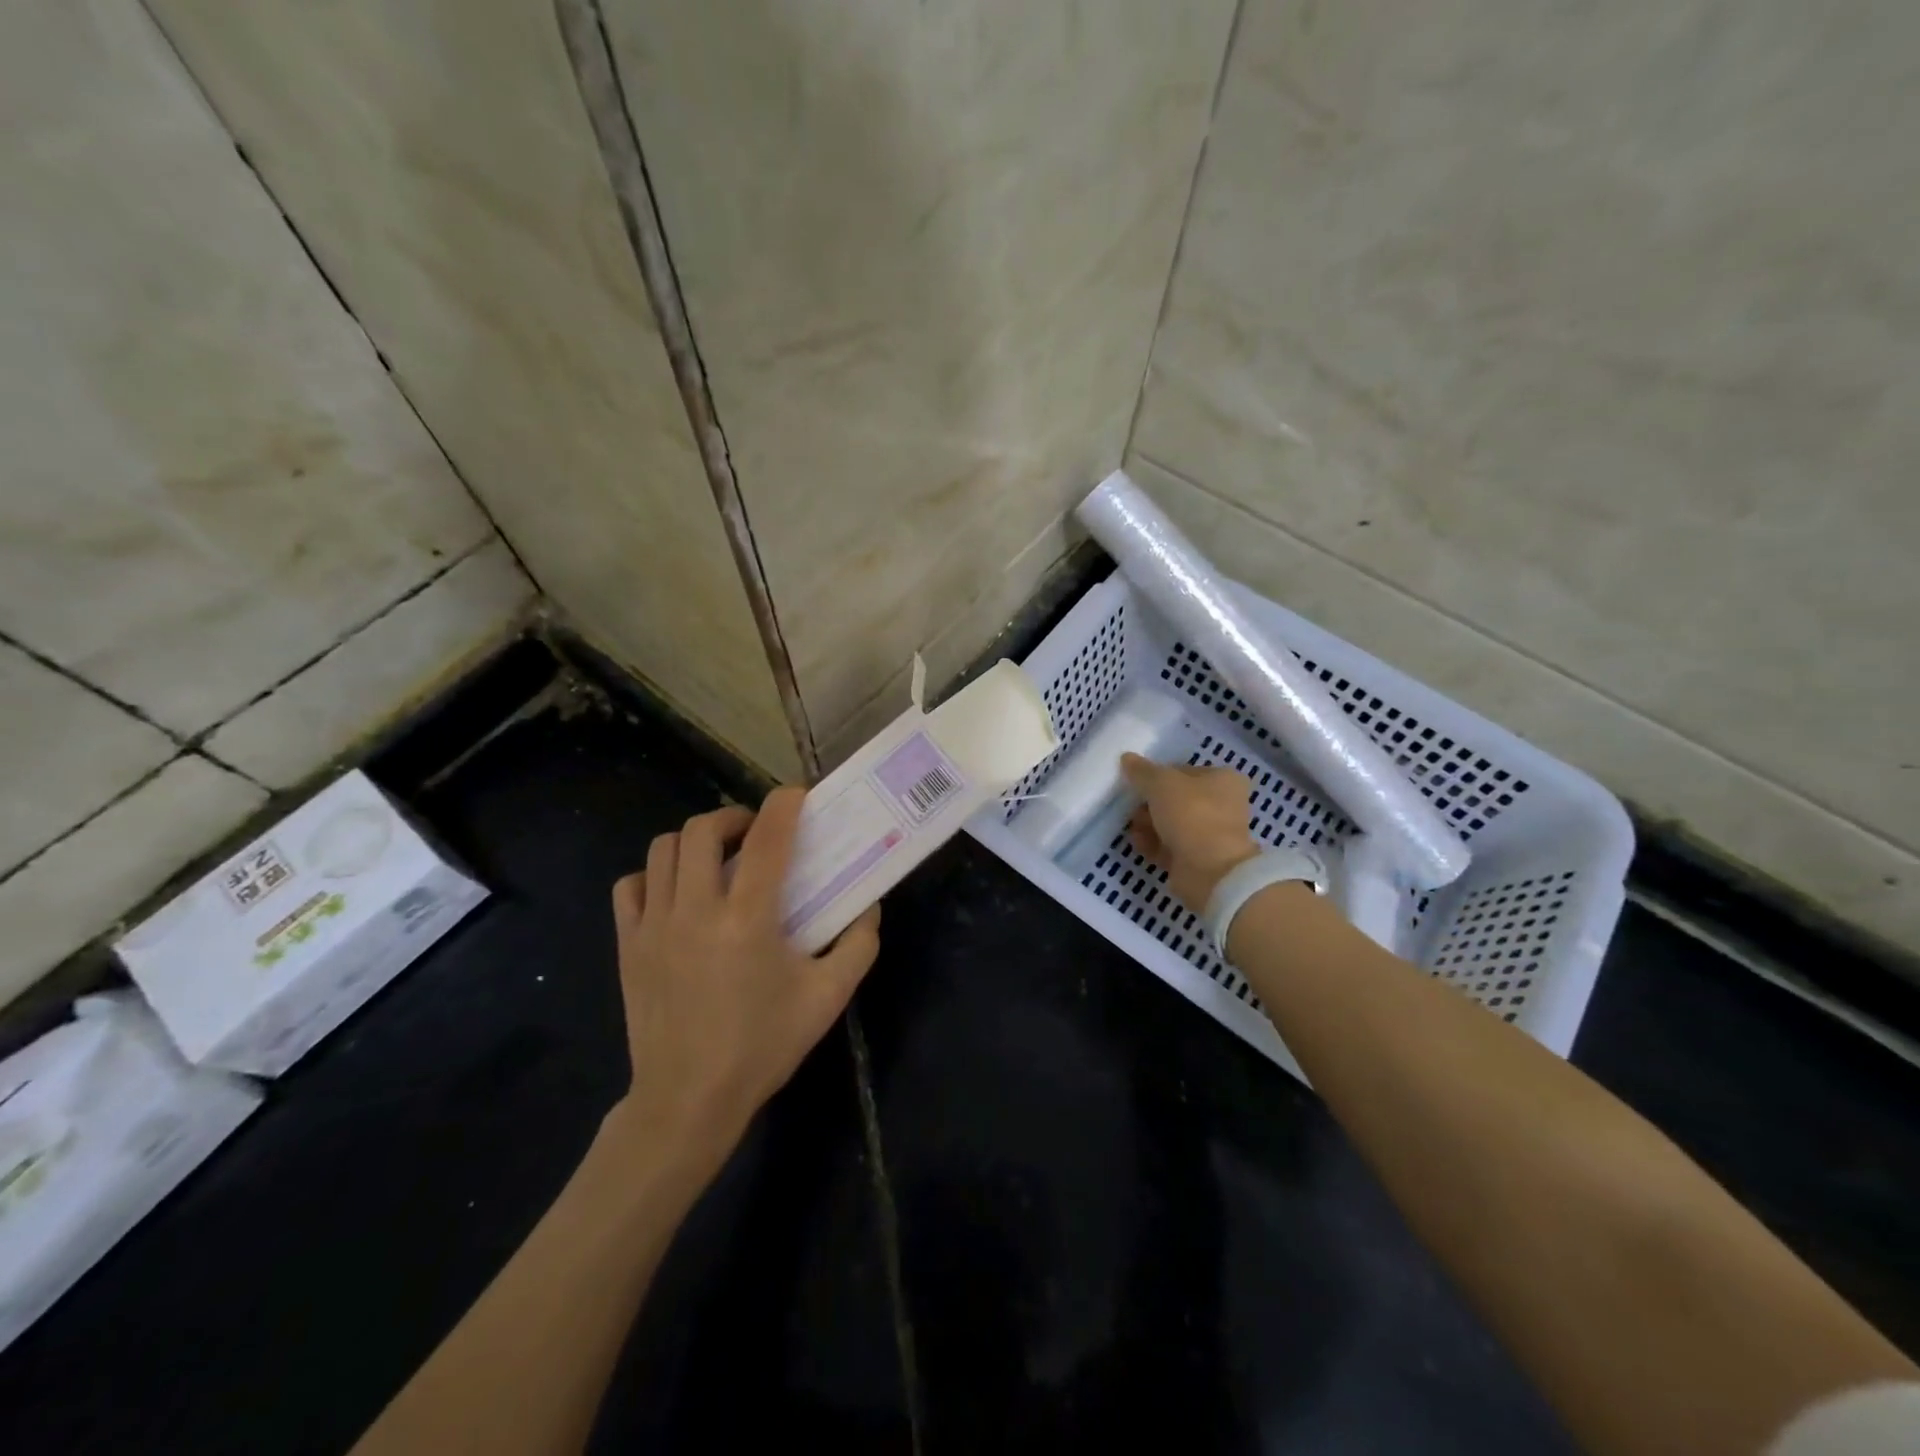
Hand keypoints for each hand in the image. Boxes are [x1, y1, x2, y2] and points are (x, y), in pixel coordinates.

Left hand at [608, 787, 881, 1160]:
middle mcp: (696, 911)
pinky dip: (654, 875)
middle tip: (756, 834)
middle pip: (703, 830)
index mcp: (747, 920)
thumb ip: (858, 945)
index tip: (798, 796)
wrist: (688, 1100)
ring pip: (663, 850)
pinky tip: (677, 892)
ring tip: (718, 858)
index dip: (784, 805)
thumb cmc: (763, 1046)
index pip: (768, 839)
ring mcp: (654, 926)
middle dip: (734, 817)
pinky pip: (631, 886)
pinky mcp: (628, 944)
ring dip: (695, 840)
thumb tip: (868, 907)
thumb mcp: (828, 998)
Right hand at [1120, 754, 1259, 911]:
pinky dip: (1154, 844)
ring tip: (1133, 828)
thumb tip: (1127, 758)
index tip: (1137, 783)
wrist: (1210, 870)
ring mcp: (1211, 834)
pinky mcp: (1199, 858)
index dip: (1157, 775)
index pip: (1183, 770)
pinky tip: (1138, 844)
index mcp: (1223, 779)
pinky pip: (1170, 846)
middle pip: (1176, 798)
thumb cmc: (1191, 814)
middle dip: (1150, 804)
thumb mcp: (1161, 783)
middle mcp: (1222, 804)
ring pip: (1172, 823)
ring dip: (1149, 824)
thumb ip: (1142, 771)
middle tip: (1132, 808)